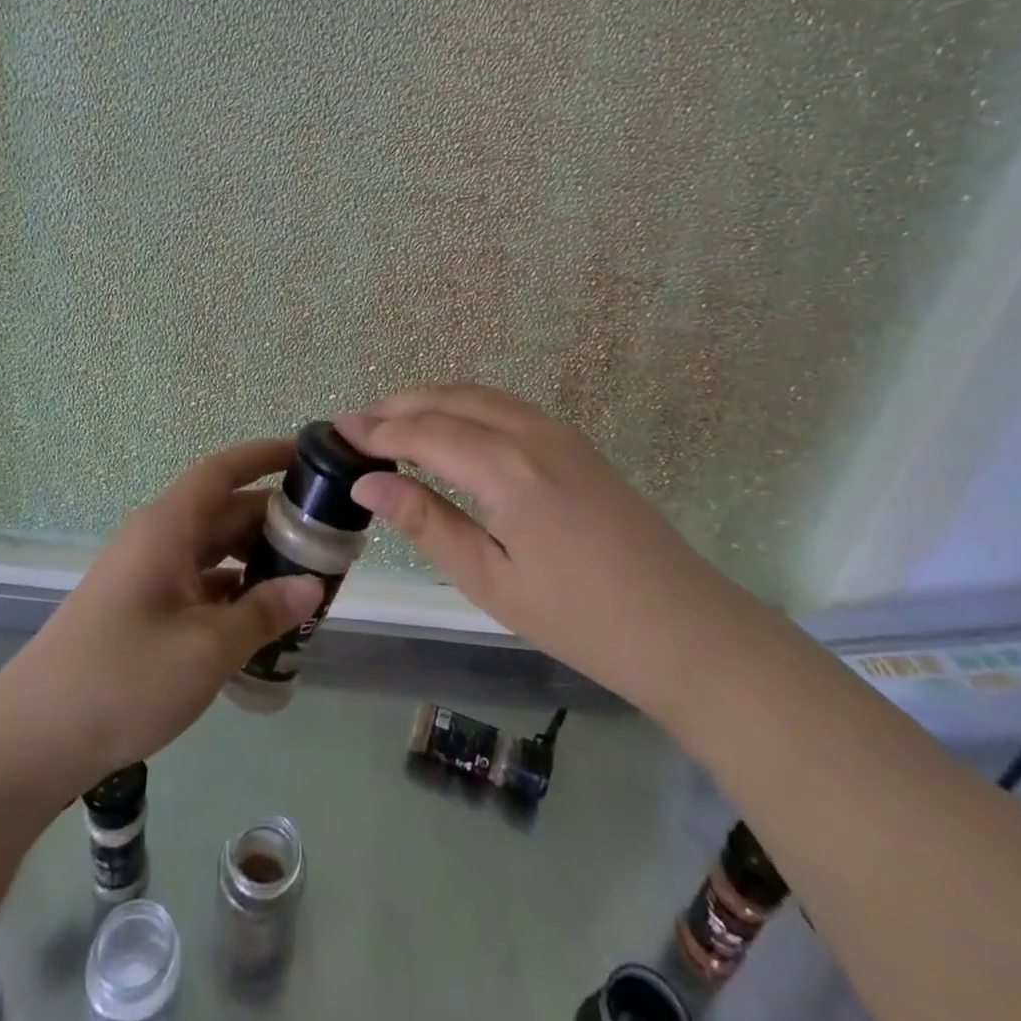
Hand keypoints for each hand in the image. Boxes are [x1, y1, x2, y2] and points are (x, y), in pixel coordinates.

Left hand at [0, 439, 321, 792]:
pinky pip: (197, 586)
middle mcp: (157, 541)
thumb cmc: (123, 678)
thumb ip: (264, 612)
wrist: (32, 740)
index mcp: (168, 528)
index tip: (307, 454)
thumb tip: (312, 586)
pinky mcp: (140, 611)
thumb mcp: (207, 647)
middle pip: (223, 512)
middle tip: (326, 536)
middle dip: (274, 520)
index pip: (222, 471)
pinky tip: (261, 621)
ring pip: (212, 552)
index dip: (264, 456)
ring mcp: (145, 576)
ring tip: (305, 580)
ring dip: (255, 560)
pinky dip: (232, 593)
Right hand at [337, 385, 734, 713]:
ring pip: (478, 394)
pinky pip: (505, 405)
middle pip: (448, 399)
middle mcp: (530, 433)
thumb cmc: (579, 617)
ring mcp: (558, 431)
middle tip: (356, 422)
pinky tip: (450, 427)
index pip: (423, 433)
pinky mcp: (575, 441)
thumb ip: (427, 523)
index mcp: (506, 468)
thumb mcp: (490, 580)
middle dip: (397, 405)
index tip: (336, 430)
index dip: (376, 430)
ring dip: (430, 399)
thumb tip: (368, 484)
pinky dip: (464, 404)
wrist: (684, 626)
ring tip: (392, 420)